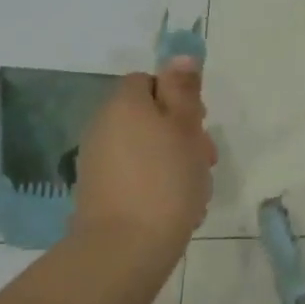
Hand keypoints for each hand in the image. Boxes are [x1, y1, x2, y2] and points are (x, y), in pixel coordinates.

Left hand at [69, 59, 215, 245]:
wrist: (125, 248)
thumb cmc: (166, 180)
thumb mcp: (185, 127)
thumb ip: (183, 90)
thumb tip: (180, 55)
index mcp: (124, 104)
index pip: (149, 81)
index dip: (178, 97)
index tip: (200, 123)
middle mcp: (103, 126)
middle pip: (149, 115)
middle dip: (181, 133)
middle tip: (206, 158)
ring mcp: (97, 161)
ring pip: (147, 147)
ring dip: (174, 161)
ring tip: (196, 189)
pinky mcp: (99, 192)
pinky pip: (137, 175)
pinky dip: (158, 184)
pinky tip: (178, 206)